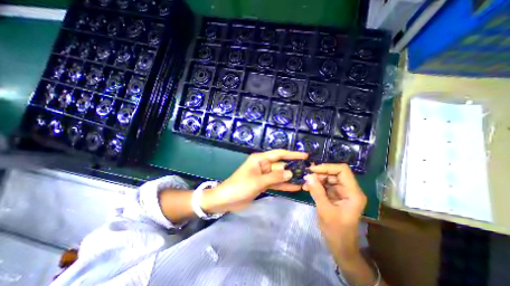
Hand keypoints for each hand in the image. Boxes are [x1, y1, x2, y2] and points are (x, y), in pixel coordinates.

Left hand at [202, 149, 308, 211]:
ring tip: (304, 180)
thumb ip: (274, 177)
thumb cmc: (240, 186)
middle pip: (281, 165)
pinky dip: (284, 185)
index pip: (279, 154)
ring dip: (290, 178)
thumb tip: (290, 173)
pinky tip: (295, 187)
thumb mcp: (258, 181)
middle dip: (293, 168)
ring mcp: (264, 175)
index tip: (305, 156)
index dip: (292, 154)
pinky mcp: (263, 184)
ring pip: (279, 175)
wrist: (226, 200)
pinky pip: (276, 183)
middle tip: (308, 172)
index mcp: (260, 159)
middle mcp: (263, 165)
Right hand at [302, 163, 366, 259]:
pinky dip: (316, 185)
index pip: (342, 170)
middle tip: (306, 177)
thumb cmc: (336, 231)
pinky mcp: (335, 196)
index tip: (312, 170)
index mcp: (353, 193)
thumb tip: (308, 175)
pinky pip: (325, 185)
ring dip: (316, 179)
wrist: (341, 247)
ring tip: (305, 183)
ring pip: (329, 178)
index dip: (327, 167)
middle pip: (334, 173)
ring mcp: (342, 192)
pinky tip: (307, 187)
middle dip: (319, 174)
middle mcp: (349, 190)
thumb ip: (317, 191)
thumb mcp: (325, 210)